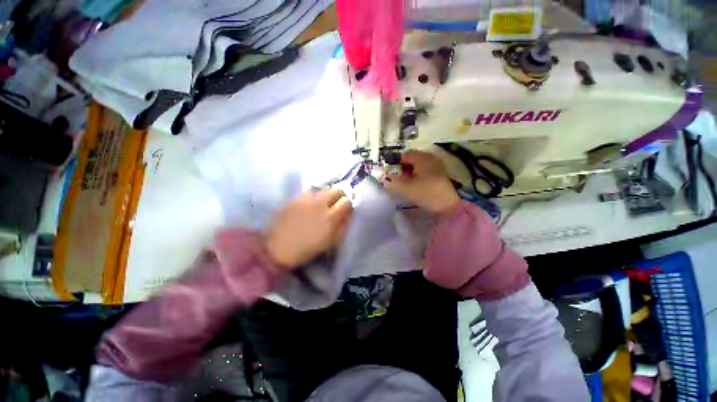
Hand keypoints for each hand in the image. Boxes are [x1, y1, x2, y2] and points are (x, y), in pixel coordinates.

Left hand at [265, 189, 352, 268]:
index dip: (347, 205)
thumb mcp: (332, 241)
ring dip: (324, 196)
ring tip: (319, 205)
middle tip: (333, 205)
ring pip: (321, 190)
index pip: (346, 201)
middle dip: (337, 196)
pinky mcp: (294, 199)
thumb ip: (343, 225)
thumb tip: (349, 213)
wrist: (280, 248)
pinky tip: (306, 207)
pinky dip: (311, 198)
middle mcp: (320, 204)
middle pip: (335, 190)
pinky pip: (307, 193)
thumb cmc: (309, 248)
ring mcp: (305, 200)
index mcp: (331, 217)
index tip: (344, 210)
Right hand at [383, 151, 459, 213]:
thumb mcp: (405, 188)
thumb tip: (384, 179)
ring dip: (411, 174)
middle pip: (412, 160)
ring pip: (419, 166)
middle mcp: (431, 158)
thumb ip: (392, 182)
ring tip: (408, 185)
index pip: (405, 156)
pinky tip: (418, 186)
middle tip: (400, 181)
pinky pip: (426, 171)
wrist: (448, 206)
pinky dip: (419, 176)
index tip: (393, 175)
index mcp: (422, 157)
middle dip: (404, 169)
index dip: (397, 165)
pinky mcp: (441, 174)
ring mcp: (437, 166)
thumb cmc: (425, 193)